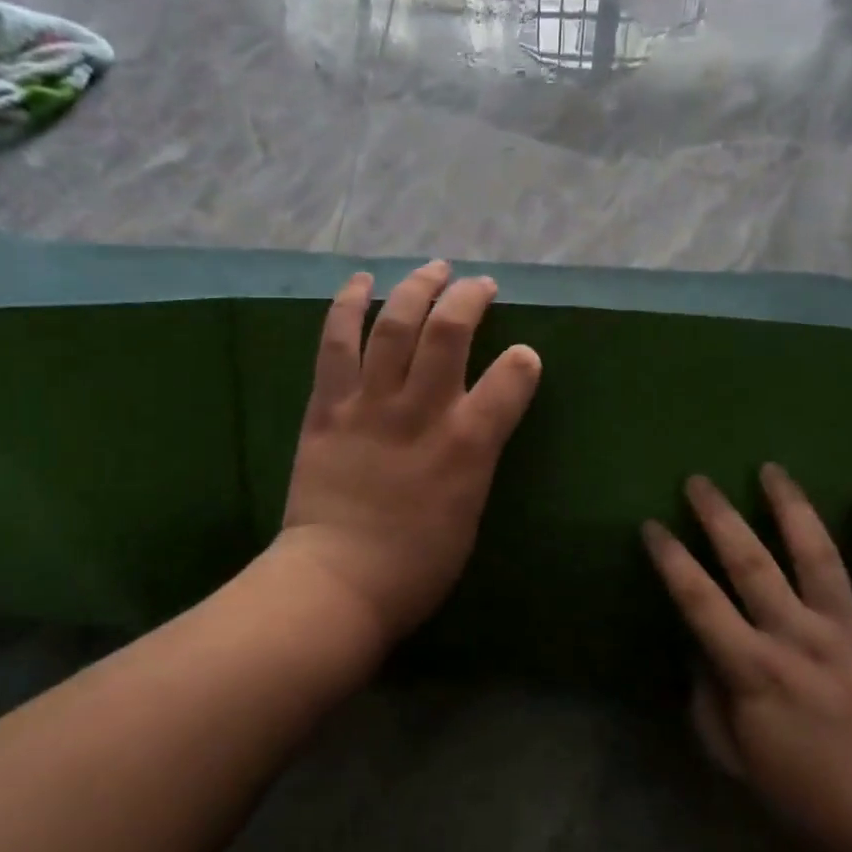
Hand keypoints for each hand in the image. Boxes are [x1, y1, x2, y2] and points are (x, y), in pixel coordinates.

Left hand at [279, 261, 541, 643]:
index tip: (523, 355)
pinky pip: (337, 342)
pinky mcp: (328, 405)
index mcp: (468, 445)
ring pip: (395, 324)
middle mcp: (422, 411)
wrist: (336, 583)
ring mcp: (370, 403)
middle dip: (469, 297)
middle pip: (449, 331)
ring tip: (433, 268)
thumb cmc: (415, 565)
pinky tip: (362, 281)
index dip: (523, 360)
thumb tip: (481, 420)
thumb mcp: (471, 512)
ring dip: (417, 287)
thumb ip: (479, 456)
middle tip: (478, 285)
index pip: (512, 379)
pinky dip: (349, 305)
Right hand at [643, 466, 851, 851]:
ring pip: (816, 553)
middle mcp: (798, 637)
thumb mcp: (744, 774)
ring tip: (772, 469)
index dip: (671, 559)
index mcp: (754, 671)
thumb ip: (712, 712)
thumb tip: (701, 661)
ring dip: (791, 506)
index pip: (698, 600)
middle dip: (719, 515)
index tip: (653, 525)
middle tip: (699, 479)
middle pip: (749, 561)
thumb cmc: (823, 813)